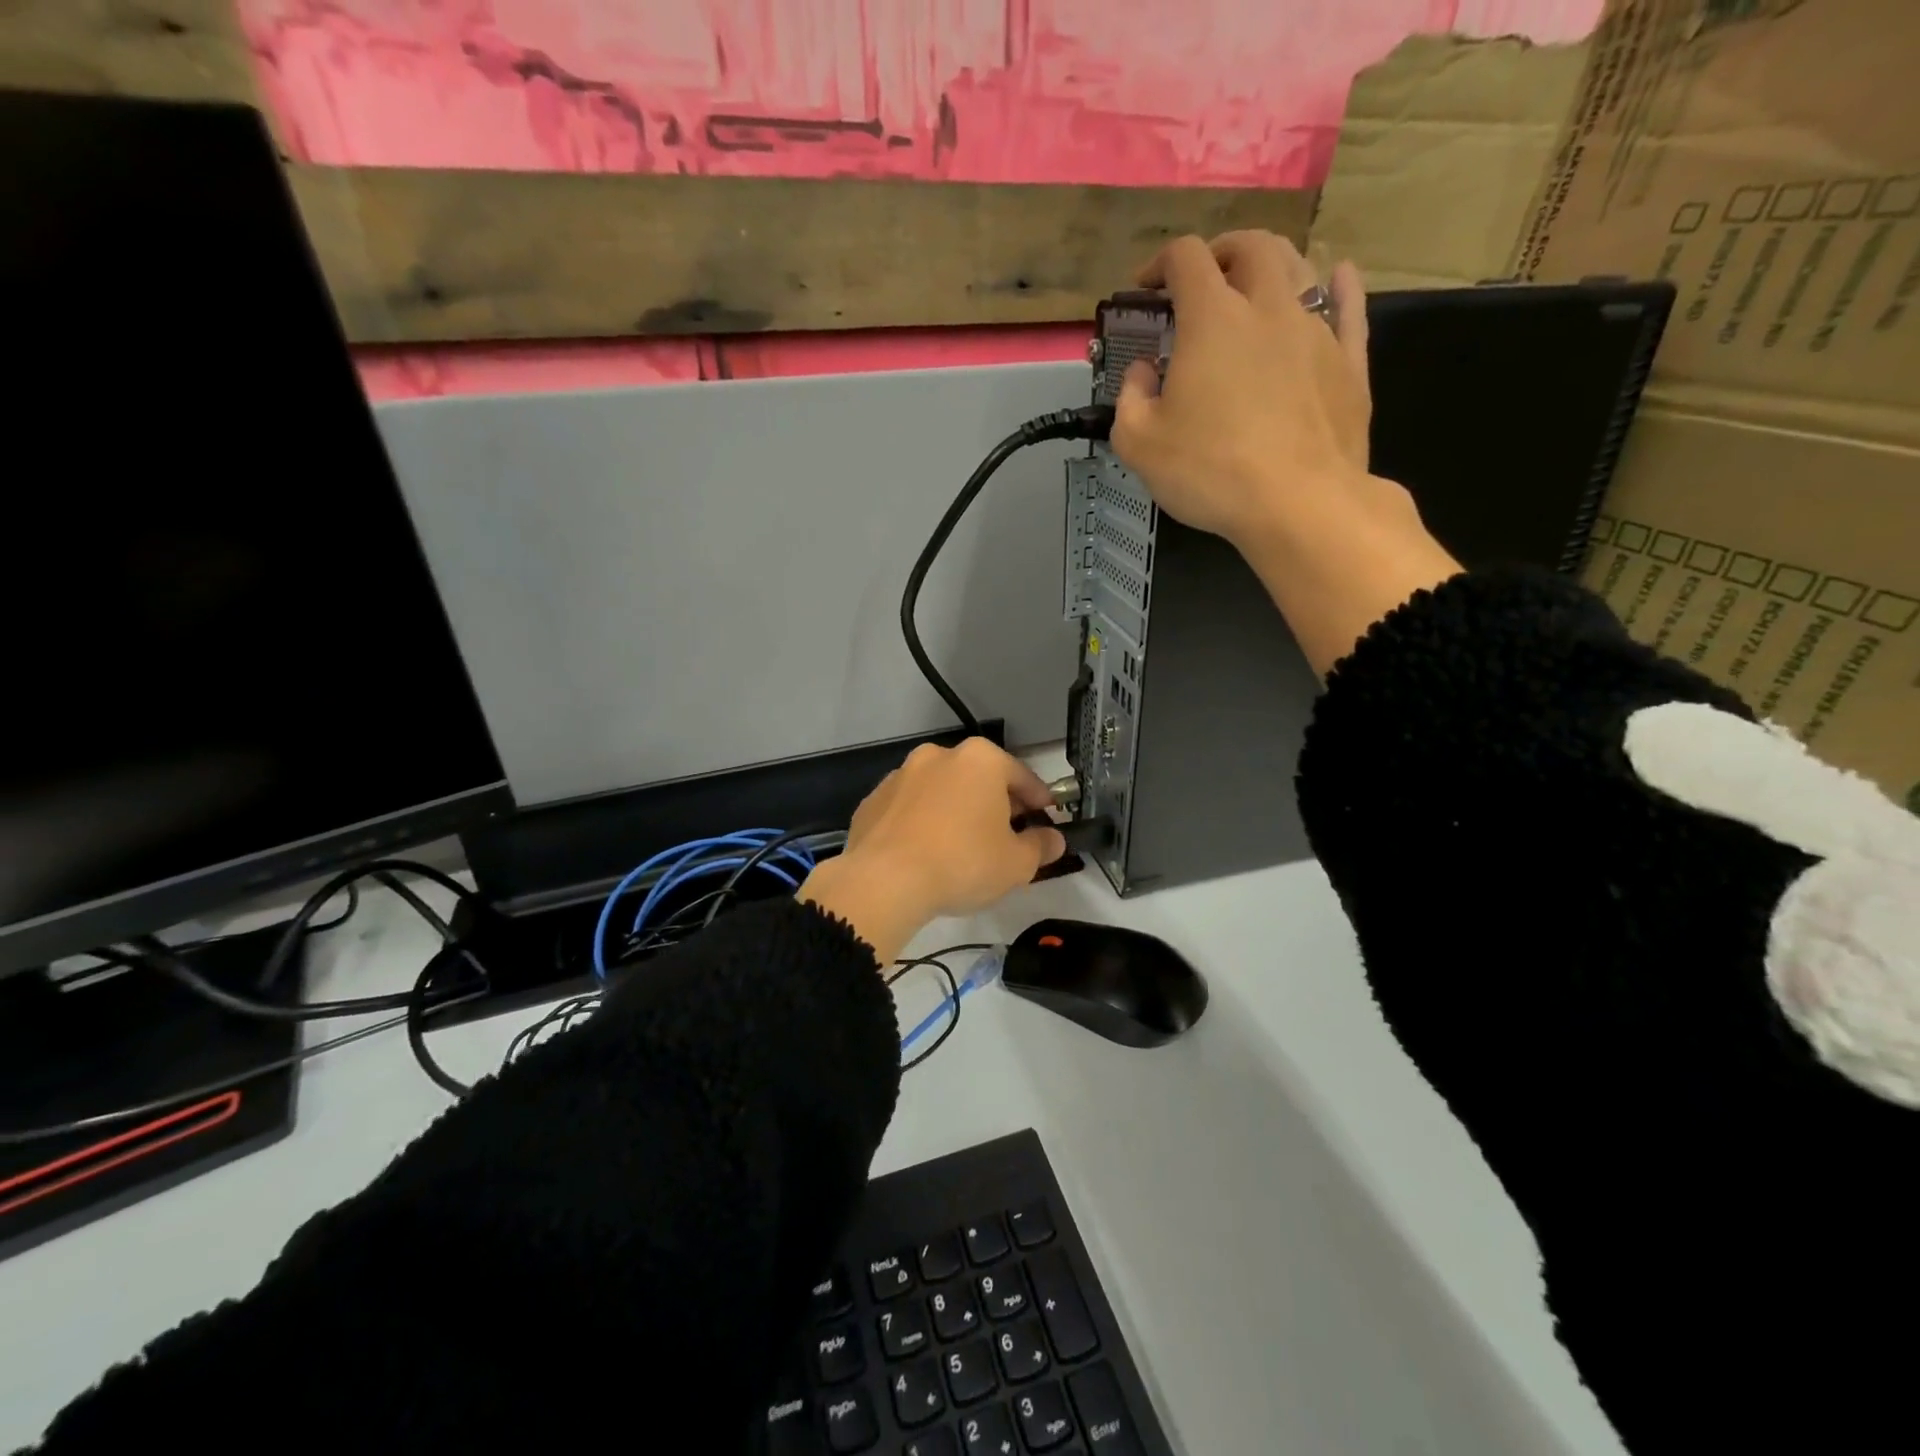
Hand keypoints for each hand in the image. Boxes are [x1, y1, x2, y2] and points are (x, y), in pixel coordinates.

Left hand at [799, 739, 1065, 964]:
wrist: (884, 881)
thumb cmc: (962, 863)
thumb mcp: (1017, 863)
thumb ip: (1041, 846)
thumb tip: (1054, 839)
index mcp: (980, 760)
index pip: (1023, 777)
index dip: (1040, 801)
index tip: (1048, 819)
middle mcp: (939, 756)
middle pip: (980, 779)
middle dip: (996, 804)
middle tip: (1008, 837)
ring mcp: (900, 775)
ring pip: (942, 791)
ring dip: (956, 811)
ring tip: (963, 847)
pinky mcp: (873, 801)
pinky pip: (910, 809)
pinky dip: (922, 823)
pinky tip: (926, 853)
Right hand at [1110, 231, 1376, 546]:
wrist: (1298, 503)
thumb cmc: (1210, 472)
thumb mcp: (1139, 444)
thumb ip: (1130, 398)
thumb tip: (1143, 371)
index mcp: (1212, 320)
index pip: (1186, 259)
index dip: (1160, 264)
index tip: (1147, 290)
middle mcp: (1268, 308)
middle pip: (1251, 247)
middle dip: (1222, 252)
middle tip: (1205, 278)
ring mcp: (1317, 331)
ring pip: (1300, 268)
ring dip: (1273, 265)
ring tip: (1256, 286)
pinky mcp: (1349, 362)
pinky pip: (1349, 307)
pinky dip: (1339, 286)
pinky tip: (1337, 279)